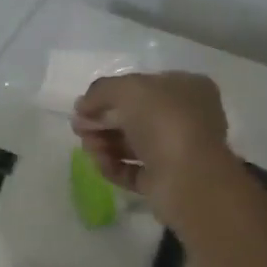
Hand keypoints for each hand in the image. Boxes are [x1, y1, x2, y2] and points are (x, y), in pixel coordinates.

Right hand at [71, 71, 232, 216]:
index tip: (84, 105)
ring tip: (88, 147)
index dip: (111, 94)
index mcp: (188, 89)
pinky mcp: (165, 181)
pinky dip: (113, 166)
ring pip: (131, 144)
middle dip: (102, 120)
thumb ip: (101, 91)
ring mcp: (176, 151)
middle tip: (78, 128)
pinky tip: (100, 163)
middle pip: (134, 116)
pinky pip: (133, 170)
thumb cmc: (164, 121)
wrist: (188, 178)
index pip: (143, 86)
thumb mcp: (128, 89)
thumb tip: (82, 106)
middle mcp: (186, 118)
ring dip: (104, 143)